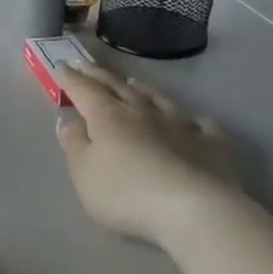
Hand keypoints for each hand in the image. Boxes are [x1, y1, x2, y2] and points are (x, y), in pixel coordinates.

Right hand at [55, 64, 241, 247]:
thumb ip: (74, 144)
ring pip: (158, 98)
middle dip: (99, 75)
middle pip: (118, 88)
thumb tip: (67, 119)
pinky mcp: (212, 143)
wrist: (192, 209)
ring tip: (133, 82)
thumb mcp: (84, 173)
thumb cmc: (126, 193)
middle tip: (86, 64)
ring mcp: (181, 124)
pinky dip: (192, 120)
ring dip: (142, 89)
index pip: (84, 90)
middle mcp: (144, 112)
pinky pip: (201, 125)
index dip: (71, 78)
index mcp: (108, 117)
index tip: (60, 65)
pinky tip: (194, 122)